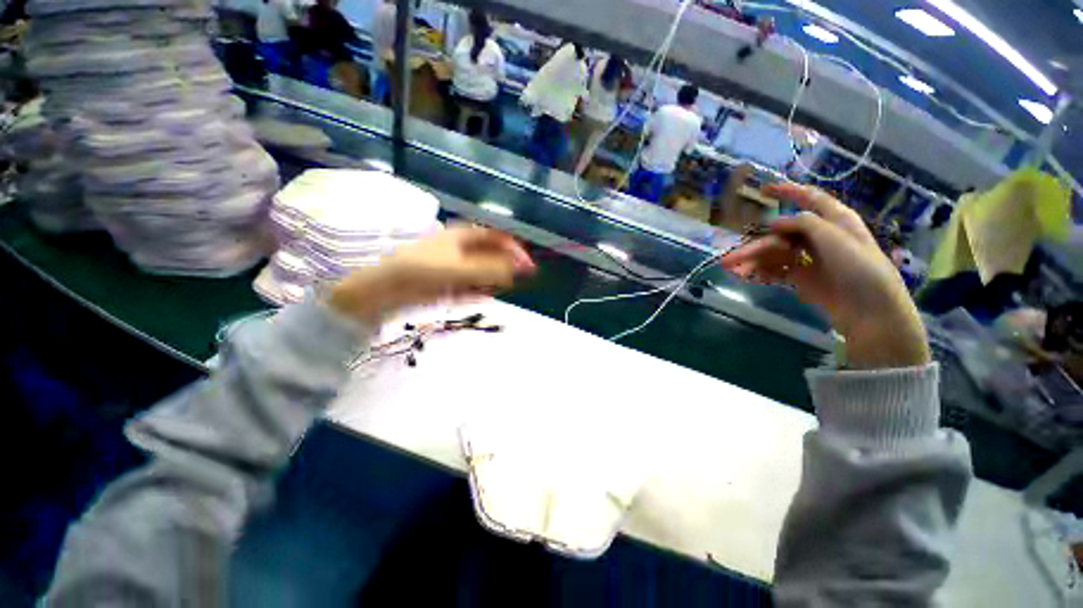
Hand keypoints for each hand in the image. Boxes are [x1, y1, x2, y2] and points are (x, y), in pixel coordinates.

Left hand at [328, 226, 535, 323]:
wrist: (384, 287)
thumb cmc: (422, 269)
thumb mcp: (460, 269)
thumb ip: (491, 270)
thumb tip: (519, 270)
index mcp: (465, 235)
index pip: (499, 238)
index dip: (515, 251)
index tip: (528, 268)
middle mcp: (463, 247)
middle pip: (493, 256)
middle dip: (503, 270)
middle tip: (507, 284)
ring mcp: (456, 265)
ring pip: (483, 273)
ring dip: (490, 283)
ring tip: (486, 292)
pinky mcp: (450, 281)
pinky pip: (471, 286)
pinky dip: (476, 292)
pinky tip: (475, 297)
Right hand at [721, 184, 929, 369]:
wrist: (870, 310)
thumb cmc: (859, 267)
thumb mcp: (835, 237)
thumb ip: (804, 224)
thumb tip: (775, 222)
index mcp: (833, 220)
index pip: (809, 199)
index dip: (787, 192)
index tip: (763, 190)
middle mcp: (819, 236)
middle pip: (779, 236)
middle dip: (753, 246)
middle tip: (728, 260)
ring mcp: (809, 258)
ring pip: (774, 255)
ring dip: (753, 263)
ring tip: (733, 272)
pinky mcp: (803, 278)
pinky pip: (777, 271)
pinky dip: (762, 273)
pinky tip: (747, 277)